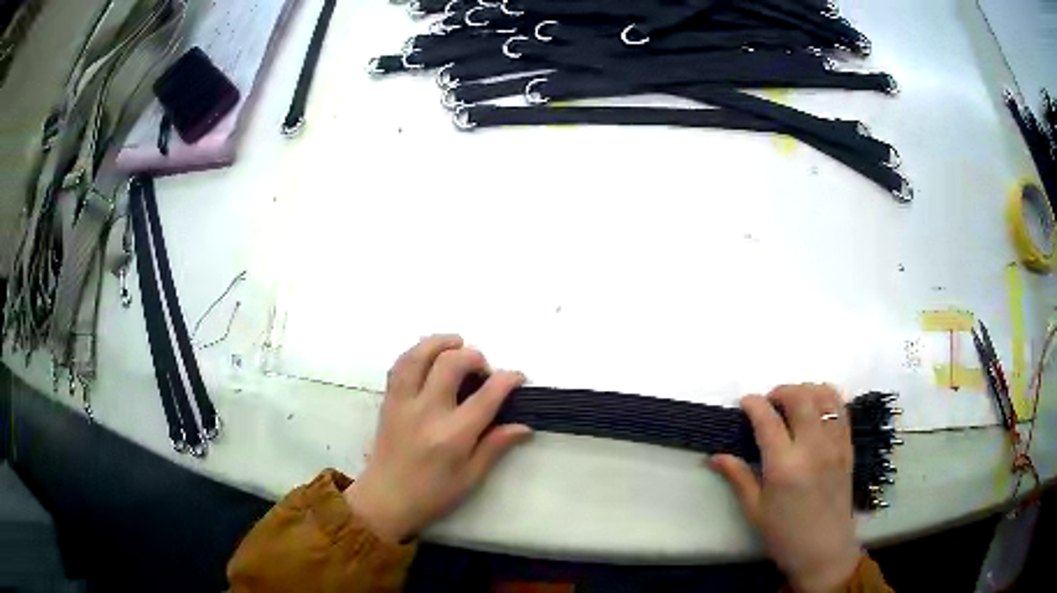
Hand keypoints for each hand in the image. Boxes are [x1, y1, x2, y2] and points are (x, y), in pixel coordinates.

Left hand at [344, 335, 531, 542]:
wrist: (385, 499)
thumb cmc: (432, 494)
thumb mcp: (470, 478)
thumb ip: (495, 447)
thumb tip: (524, 426)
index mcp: (453, 436)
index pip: (486, 395)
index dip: (508, 379)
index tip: (518, 377)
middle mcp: (427, 412)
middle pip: (451, 364)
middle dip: (474, 356)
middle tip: (484, 369)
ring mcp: (403, 403)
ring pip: (419, 355)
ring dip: (441, 343)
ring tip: (457, 344)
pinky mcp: (388, 401)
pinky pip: (400, 365)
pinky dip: (417, 352)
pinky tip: (429, 355)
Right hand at [711, 385, 862, 592]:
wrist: (825, 550)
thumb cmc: (784, 535)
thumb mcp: (755, 510)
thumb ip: (738, 477)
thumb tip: (714, 456)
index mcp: (784, 467)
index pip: (768, 420)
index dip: (754, 404)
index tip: (745, 402)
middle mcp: (812, 448)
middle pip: (799, 398)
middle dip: (780, 391)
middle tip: (768, 402)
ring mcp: (834, 445)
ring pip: (824, 396)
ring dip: (805, 390)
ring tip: (792, 403)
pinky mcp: (848, 447)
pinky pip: (842, 409)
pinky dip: (827, 399)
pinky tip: (816, 409)